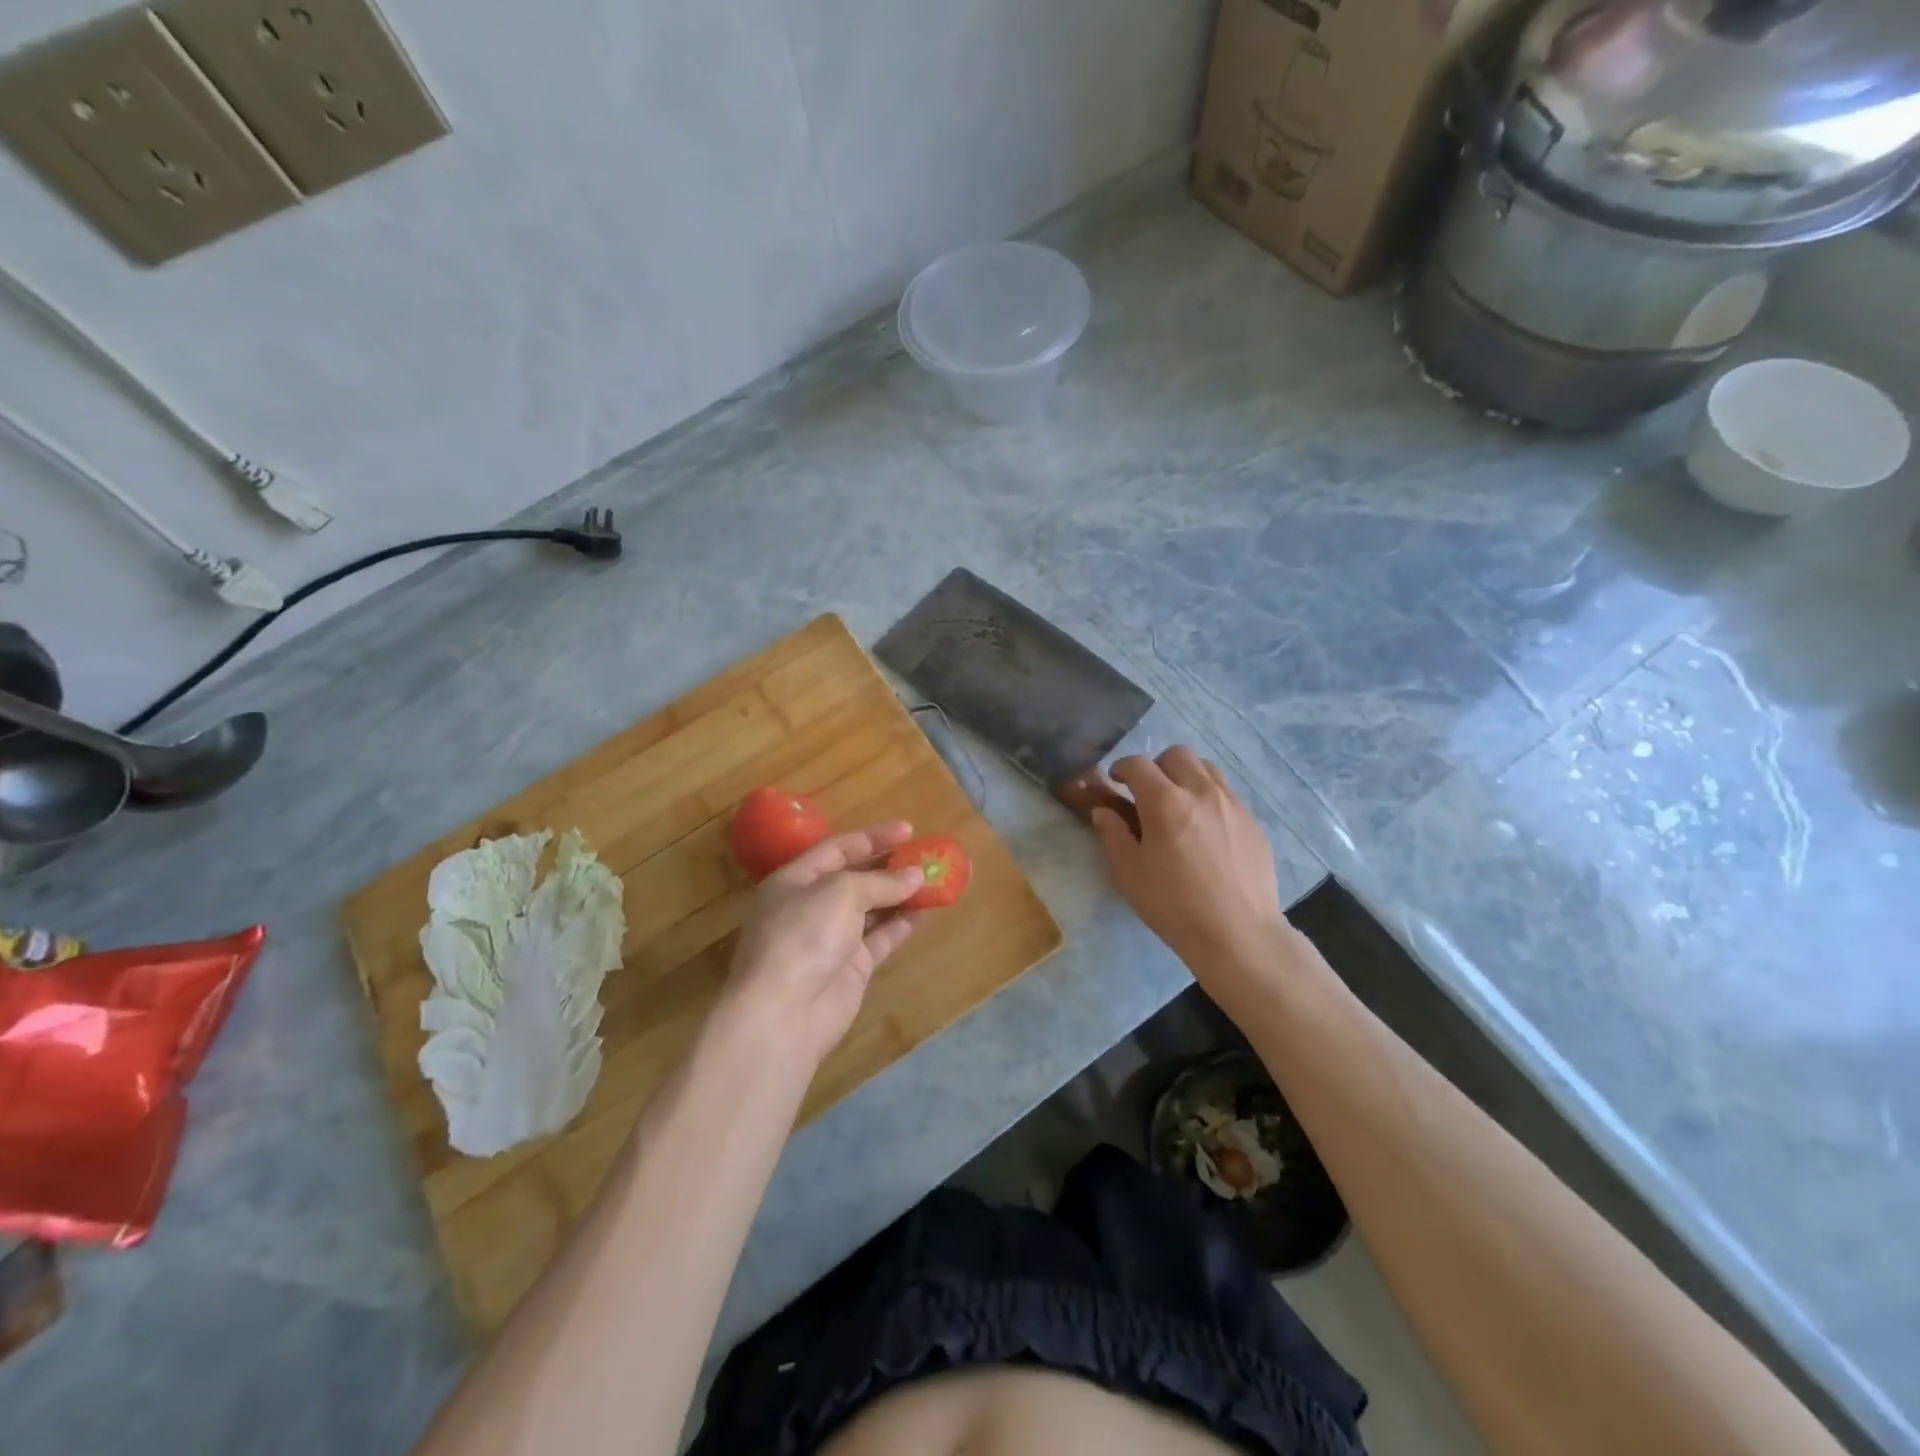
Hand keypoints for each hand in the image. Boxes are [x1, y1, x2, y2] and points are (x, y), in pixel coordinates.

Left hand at [717, 823, 925, 1077]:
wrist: (783, 1013)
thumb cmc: (803, 936)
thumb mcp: (840, 892)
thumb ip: (880, 881)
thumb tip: (915, 875)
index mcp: (795, 879)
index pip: (837, 849)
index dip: (872, 838)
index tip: (909, 830)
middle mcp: (811, 906)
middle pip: (856, 878)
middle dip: (890, 867)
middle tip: (926, 857)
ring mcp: (831, 939)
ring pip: (872, 909)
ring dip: (901, 895)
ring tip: (934, 881)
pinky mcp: (850, 968)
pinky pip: (880, 938)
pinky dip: (901, 924)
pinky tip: (925, 912)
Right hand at [1090, 747, 1290, 1002]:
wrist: (1238, 934)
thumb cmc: (1174, 905)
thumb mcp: (1128, 874)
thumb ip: (1112, 835)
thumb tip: (1104, 811)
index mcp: (1165, 802)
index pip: (1138, 764)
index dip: (1121, 768)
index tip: (1115, 781)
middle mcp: (1201, 792)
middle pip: (1176, 755)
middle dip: (1156, 766)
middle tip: (1148, 793)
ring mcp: (1232, 804)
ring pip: (1206, 768)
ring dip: (1186, 776)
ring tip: (1178, 804)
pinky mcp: (1253, 822)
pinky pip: (1227, 793)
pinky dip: (1209, 798)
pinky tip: (1205, 829)